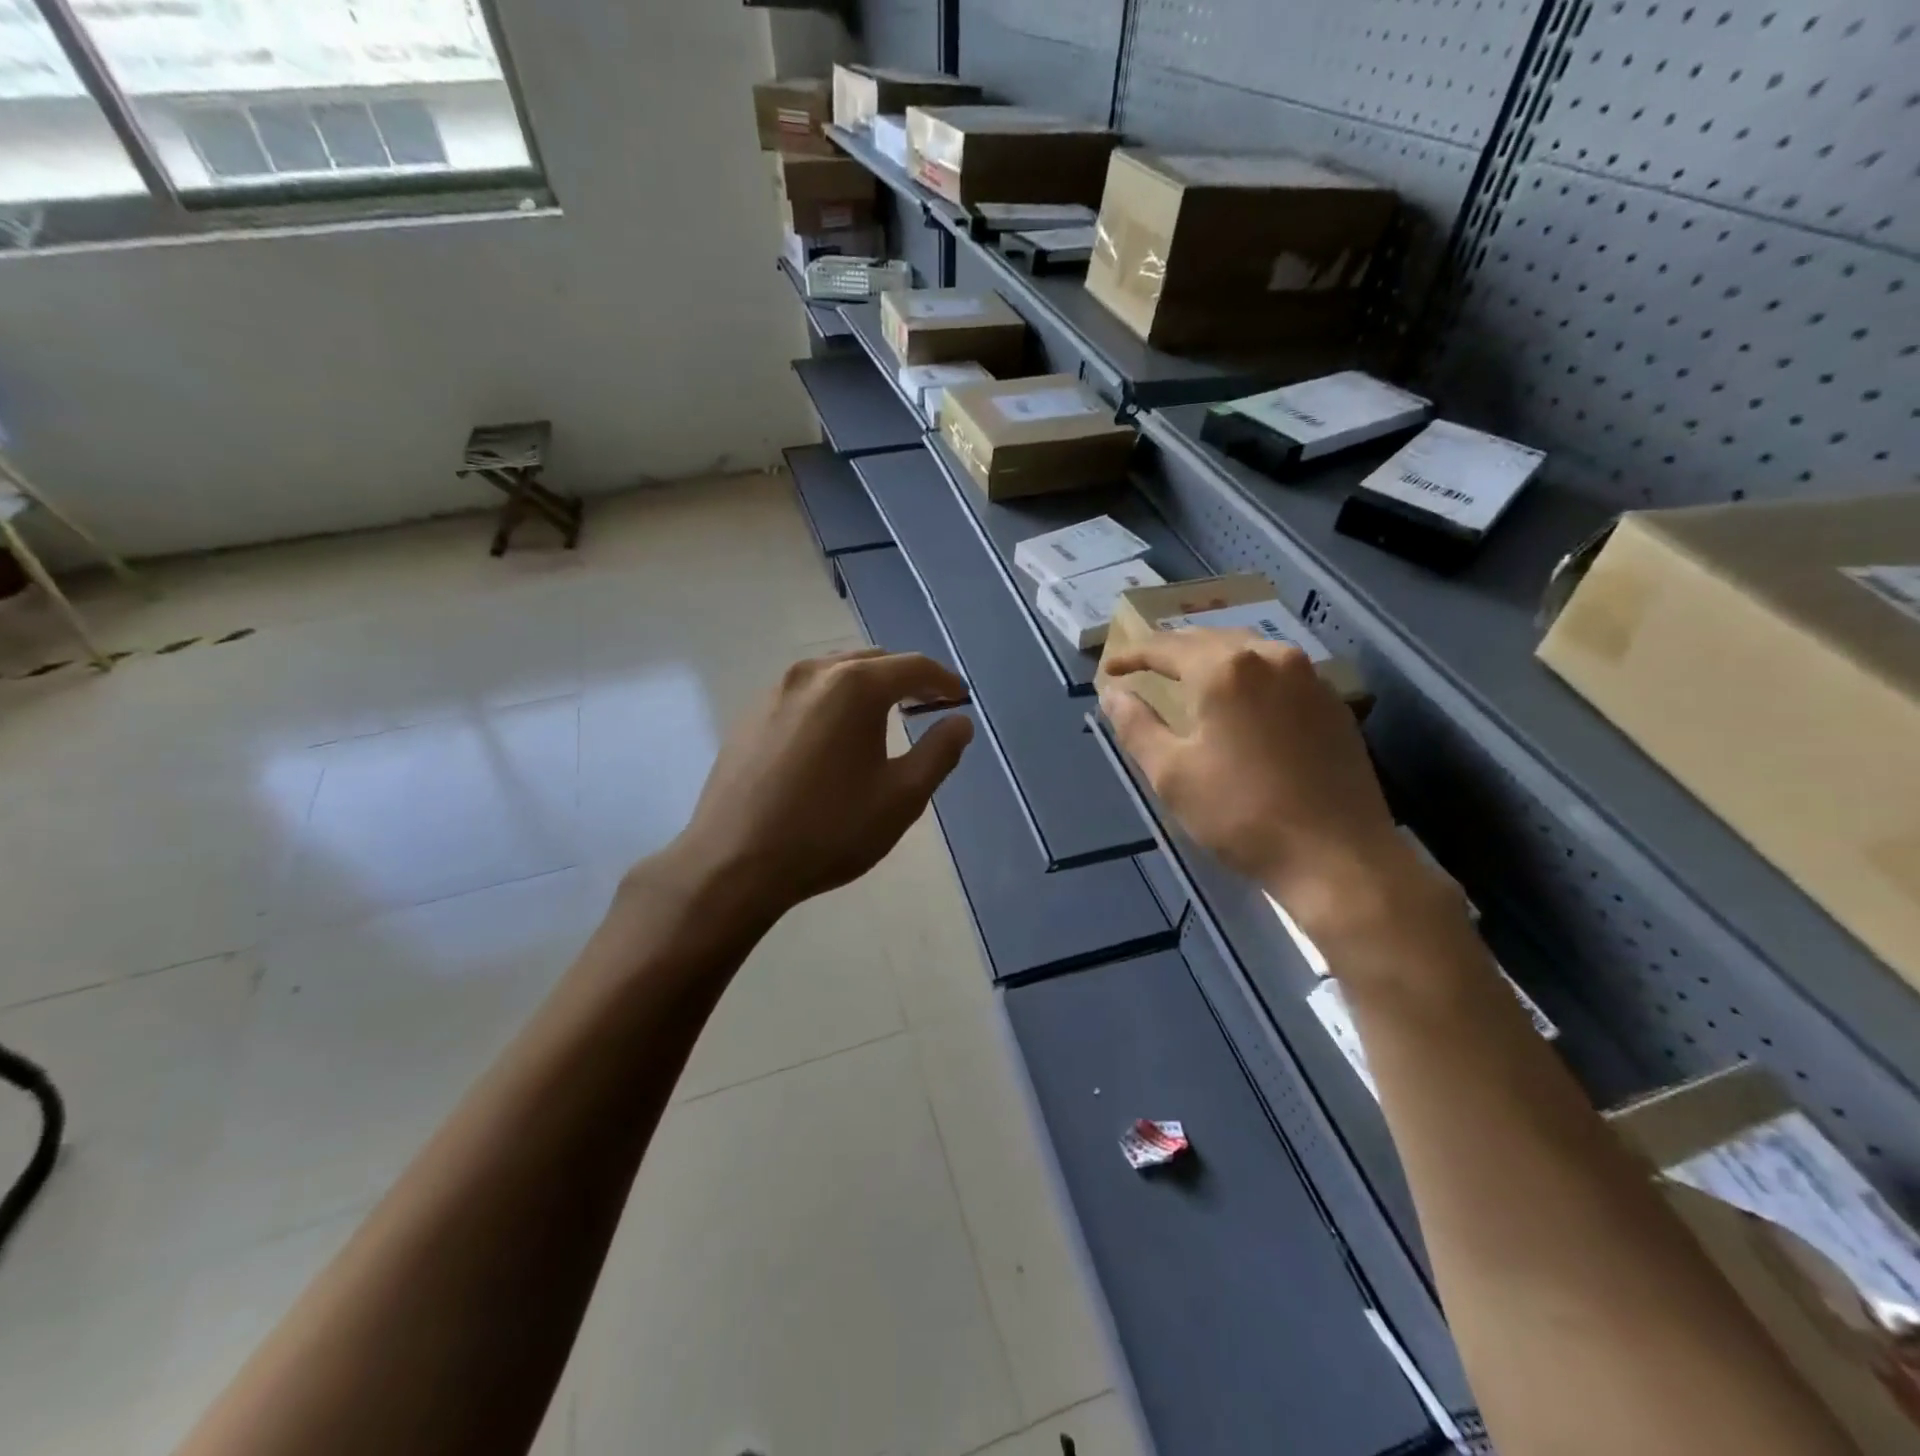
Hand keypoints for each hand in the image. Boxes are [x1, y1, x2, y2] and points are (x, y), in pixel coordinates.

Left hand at [654, 648, 973, 923]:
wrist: (734, 863)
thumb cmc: (830, 830)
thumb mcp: (901, 797)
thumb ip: (938, 753)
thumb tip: (959, 723)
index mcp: (854, 686)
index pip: (913, 666)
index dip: (943, 680)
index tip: (959, 700)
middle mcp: (813, 673)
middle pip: (873, 661)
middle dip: (905, 679)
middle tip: (926, 706)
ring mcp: (775, 691)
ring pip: (835, 673)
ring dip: (867, 687)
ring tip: (883, 719)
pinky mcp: (750, 714)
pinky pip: (805, 693)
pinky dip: (832, 701)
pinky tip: (834, 737)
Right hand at [1099, 630, 1435, 937]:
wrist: (1338, 857)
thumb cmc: (1240, 814)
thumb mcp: (1171, 774)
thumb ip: (1136, 725)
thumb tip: (1112, 693)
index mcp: (1225, 670)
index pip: (1165, 647)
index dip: (1132, 654)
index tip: (1109, 668)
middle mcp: (1269, 657)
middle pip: (1208, 639)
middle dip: (1172, 650)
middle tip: (1144, 666)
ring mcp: (1308, 677)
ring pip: (1248, 650)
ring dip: (1211, 657)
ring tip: (1188, 676)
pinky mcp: (1332, 702)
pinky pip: (1278, 671)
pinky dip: (1247, 675)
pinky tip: (1240, 698)